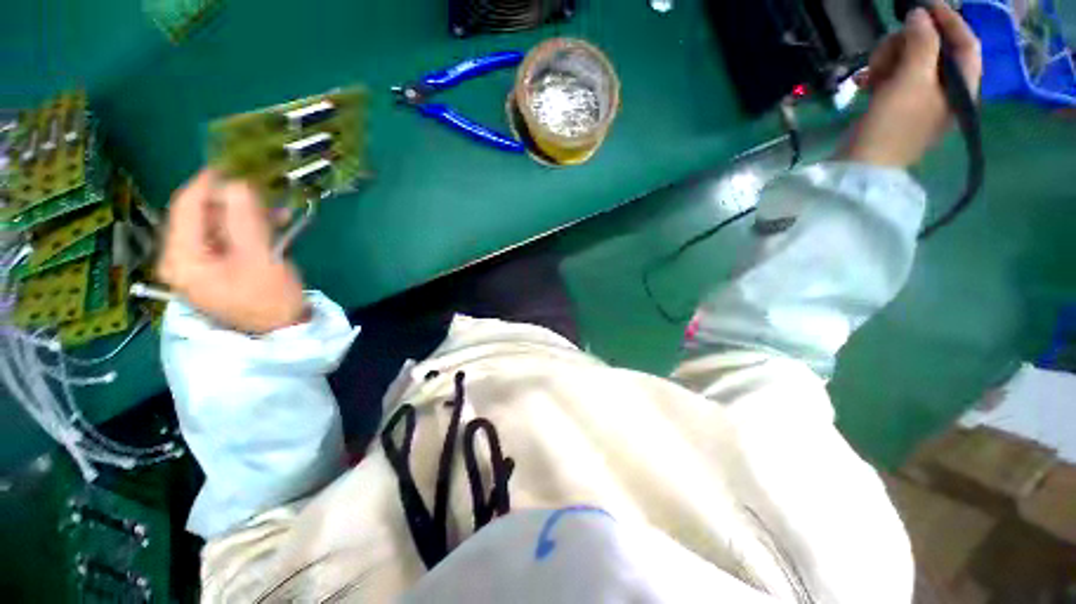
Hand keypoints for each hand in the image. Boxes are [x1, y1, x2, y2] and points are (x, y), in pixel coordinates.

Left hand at [157, 169, 307, 333]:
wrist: (282, 330)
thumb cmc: (269, 299)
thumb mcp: (260, 257)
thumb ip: (245, 218)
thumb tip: (238, 180)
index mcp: (181, 258)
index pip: (186, 206)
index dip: (210, 181)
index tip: (237, 163)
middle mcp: (182, 257)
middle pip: (202, 214)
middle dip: (235, 200)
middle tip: (265, 189)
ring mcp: (199, 263)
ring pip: (218, 224)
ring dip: (247, 214)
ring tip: (278, 211)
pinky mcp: (217, 267)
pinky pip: (229, 237)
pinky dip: (251, 228)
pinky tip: (275, 224)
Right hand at [842, 1, 982, 167]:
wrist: (862, 165)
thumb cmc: (893, 125)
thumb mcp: (911, 80)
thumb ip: (921, 43)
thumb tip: (920, 14)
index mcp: (960, 86)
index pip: (966, 43)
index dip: (948, 20)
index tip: (923, 5)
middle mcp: (944, 90)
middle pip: (934, 49)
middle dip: (908, 44)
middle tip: (885, 50)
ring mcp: (919, 98)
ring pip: (909, 62)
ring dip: (888, 60)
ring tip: (870, 72)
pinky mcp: (895, 105)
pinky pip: (892, 77)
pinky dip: (878, 74)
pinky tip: (864, 81)